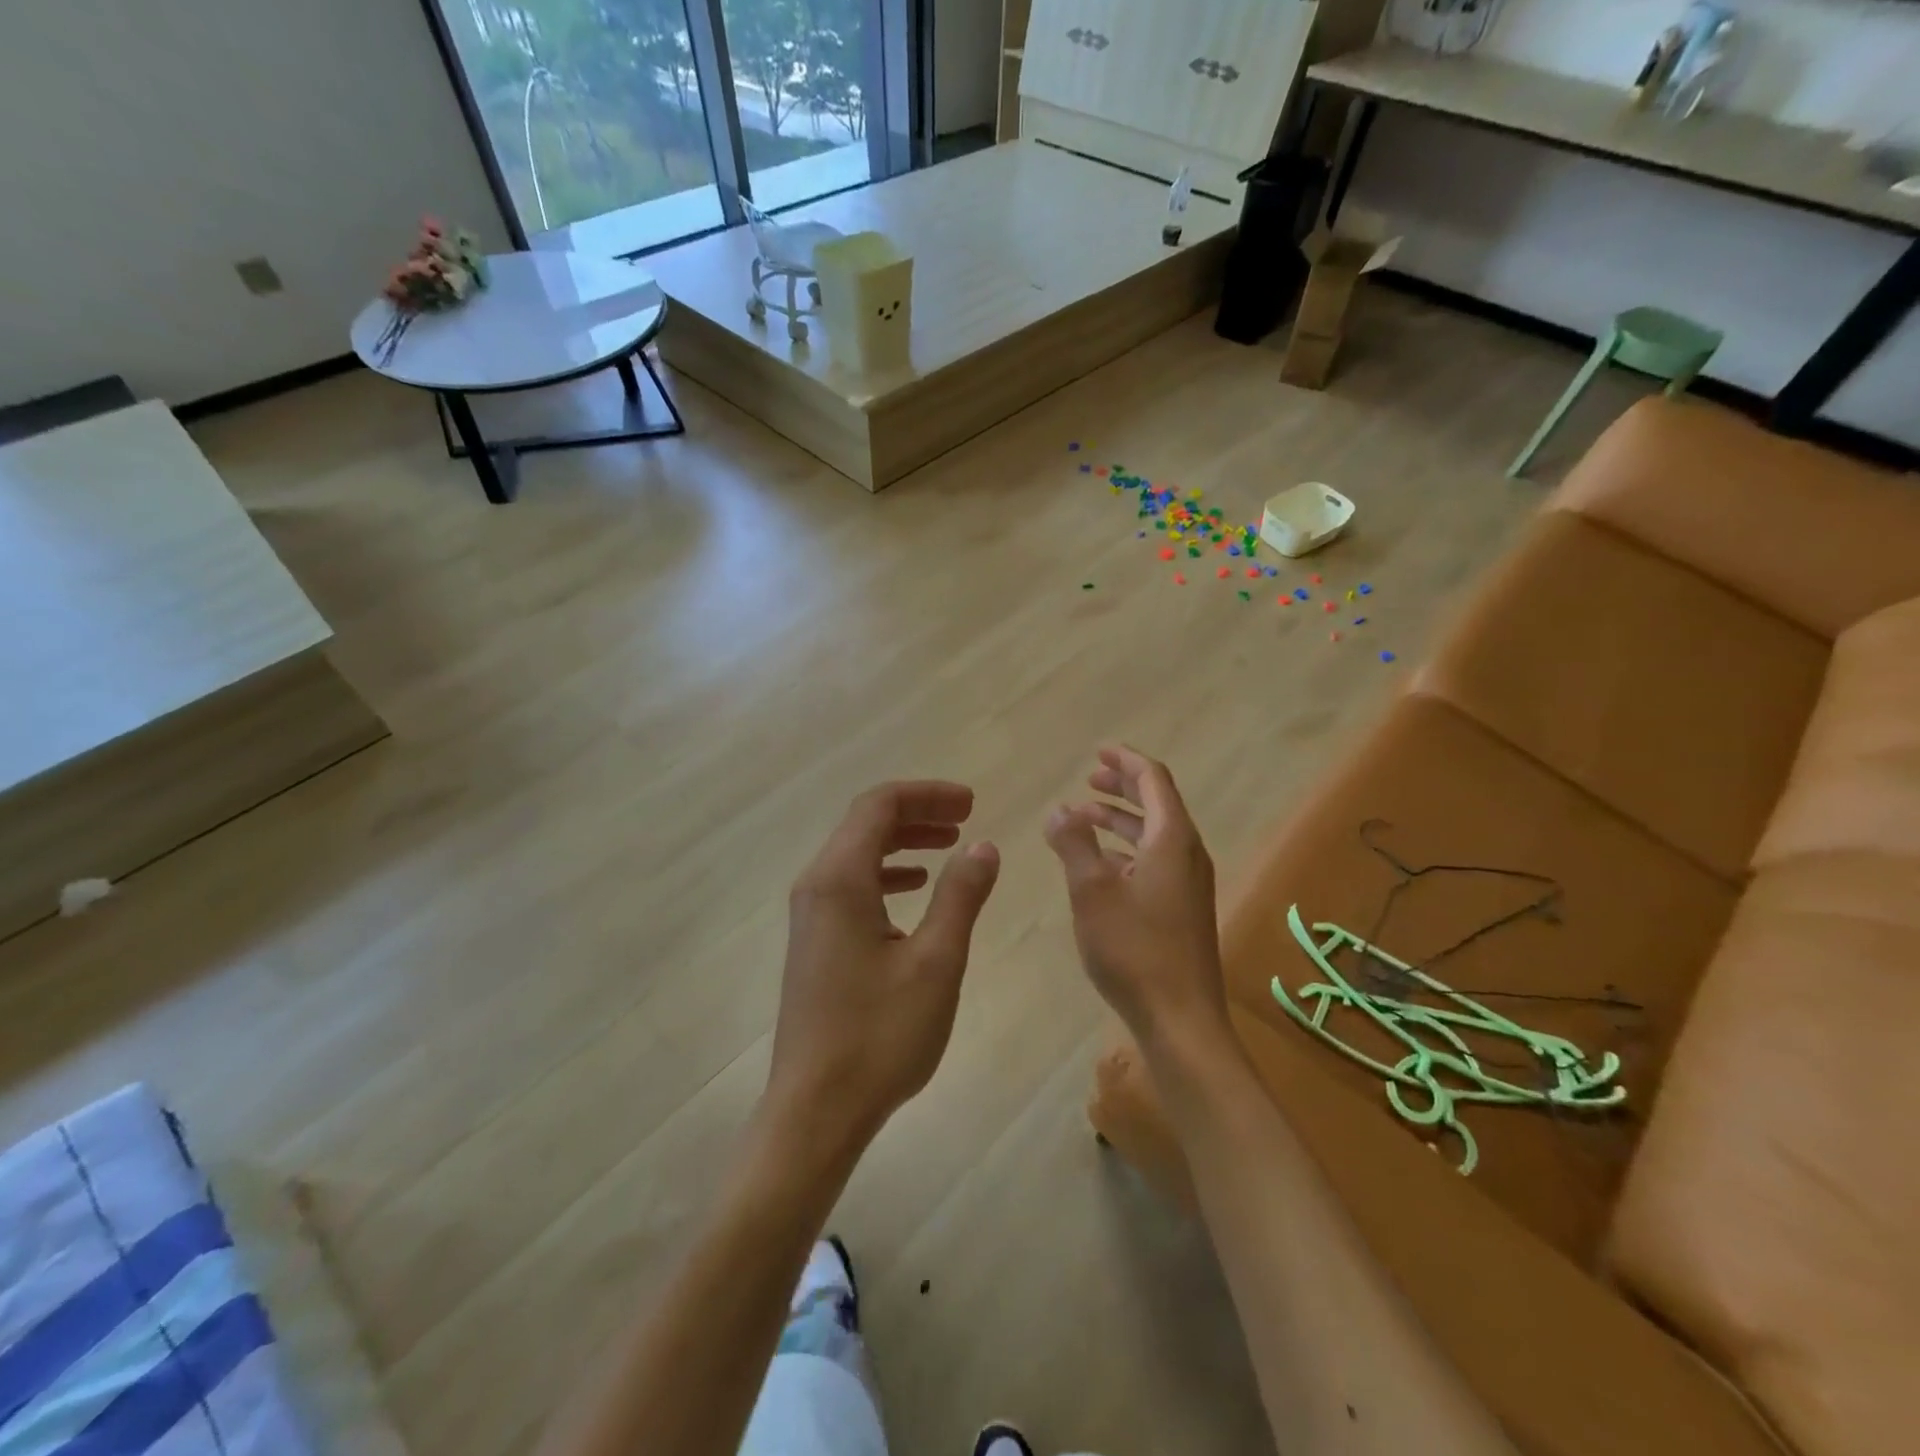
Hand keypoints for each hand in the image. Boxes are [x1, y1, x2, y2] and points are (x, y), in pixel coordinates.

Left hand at [766, 782, 1000, 1162]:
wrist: (815, 1110)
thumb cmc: (879, 1035)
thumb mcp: (936, 962)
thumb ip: (960, 896)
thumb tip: (983, 846)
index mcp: (840, 880)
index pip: (879, 806)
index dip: (927, 794)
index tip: (971, 803)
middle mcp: (816, 886)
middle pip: (865, 824)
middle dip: (917, 813)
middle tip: (966, 818)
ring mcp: (810, 915)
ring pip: (857, 854)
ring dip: (903, 841)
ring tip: (949, 845)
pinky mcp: (814, 941)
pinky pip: (851, 885)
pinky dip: (886, 874)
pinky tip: (915, 890)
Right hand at [1045, 746, 1230, 1056]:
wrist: (1180, 1018)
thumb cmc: (1134, 948)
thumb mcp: (1091, 890)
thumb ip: (1073, 844)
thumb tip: (1058, 809)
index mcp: (1172, 840)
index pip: (1154, 780)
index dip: (1126, 760)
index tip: (1099, 750)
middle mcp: (1187, 854)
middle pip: (1157, 803)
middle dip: (1122, 787)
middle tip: (1089, 778)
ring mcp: (1188, 884)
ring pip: (1155, 835)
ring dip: (1121, 820)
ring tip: (1084, 817)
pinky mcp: (1182, 909)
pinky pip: (1155, 861)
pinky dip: (1127, 850)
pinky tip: (1101, 864)